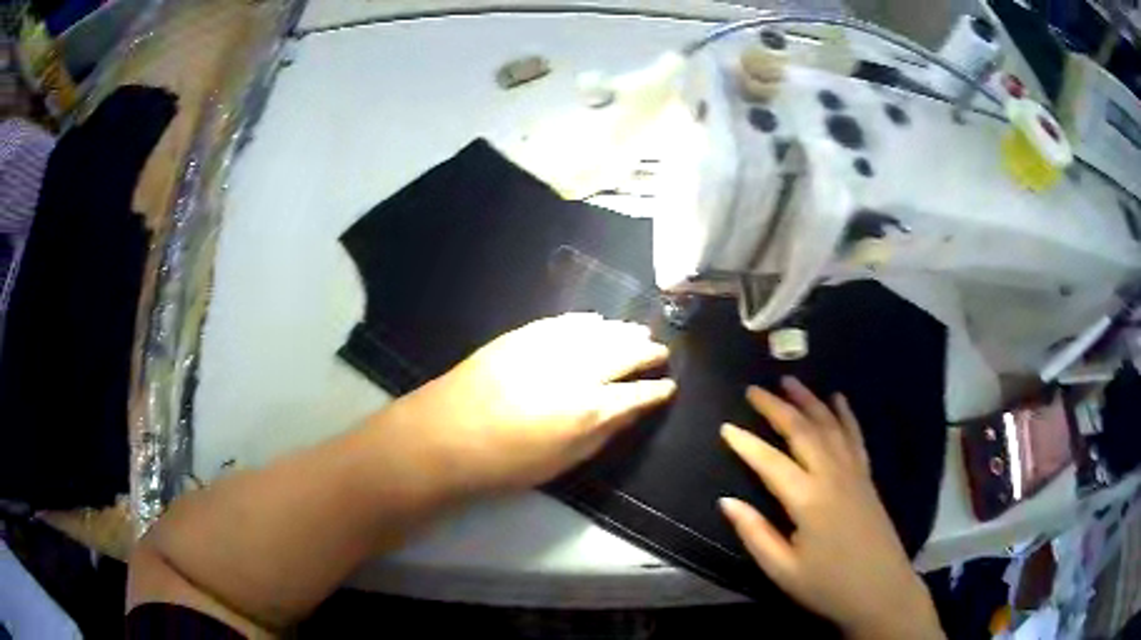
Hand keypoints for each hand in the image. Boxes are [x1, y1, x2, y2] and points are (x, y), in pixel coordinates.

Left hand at [385, 313, 674, 495]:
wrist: (445, 435)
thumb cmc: (506, 463)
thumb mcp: (562, 461)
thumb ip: (601, 433)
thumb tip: (629, 412)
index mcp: (589, 409)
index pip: (637, 394)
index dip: (657, 390)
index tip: (669, 386)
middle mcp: (576, 370)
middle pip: (623, 353)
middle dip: (646, 352)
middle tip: (660, 351)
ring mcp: (548, 347)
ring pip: (598, 332)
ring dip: (622, 332)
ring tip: (638, 332)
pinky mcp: (523, 335)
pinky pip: (564, 323)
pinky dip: (586, 322)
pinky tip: (596, 322)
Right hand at [718, 378, 943, 639]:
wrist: (881, 590)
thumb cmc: (828, 585)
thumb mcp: (782, 569)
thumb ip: (755, 533)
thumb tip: (726, 501)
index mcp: (808, 500)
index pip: (770, 462)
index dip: (746, 443)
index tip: (726, 427)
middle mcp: (832, 475)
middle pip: (802, 431)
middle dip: (777, 407)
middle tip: (755, 390)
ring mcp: (853, 472)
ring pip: (829, 426)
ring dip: (809, 401)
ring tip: (790, 381)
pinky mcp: (867, 477)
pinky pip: (855, 436)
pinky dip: (845, 414)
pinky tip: (838, 399)